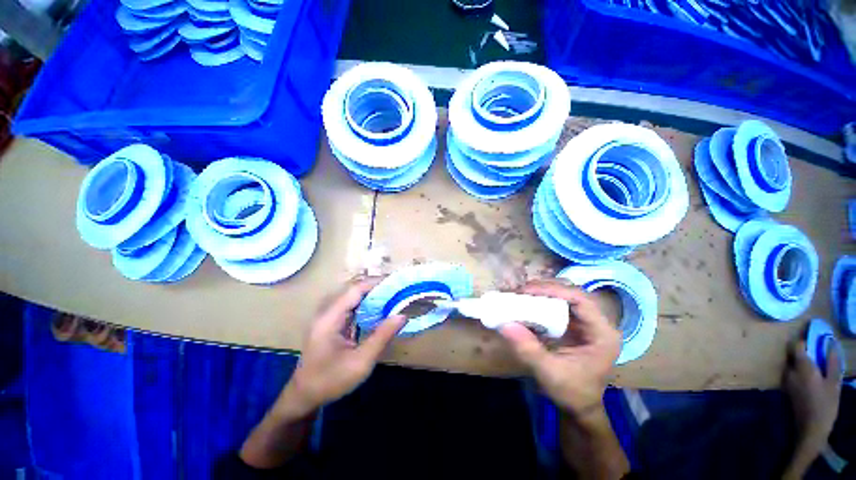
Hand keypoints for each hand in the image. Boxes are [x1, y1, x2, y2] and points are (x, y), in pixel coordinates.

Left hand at [279, 277, 406, 416]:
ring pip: (351, 298)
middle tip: (395, 291)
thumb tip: (402, 316)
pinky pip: (349, 308)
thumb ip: (382, 336)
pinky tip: (376, 310)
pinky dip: (364, 306)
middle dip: (374, 288)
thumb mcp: (361, 361)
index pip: (354, 290)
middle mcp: (326, 313)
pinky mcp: (329, 324)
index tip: (394, 283)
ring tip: (390, 297)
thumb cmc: (331, 381)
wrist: (304, 397)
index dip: (374, 284)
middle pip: (352, 291)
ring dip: (370, 296)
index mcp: (330, 319)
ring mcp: (326, 318)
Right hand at [499, 280, 620, 417]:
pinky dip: (540, 300)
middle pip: (572, 293)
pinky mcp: (573, 324)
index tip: (528, 291)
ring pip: (564, 296)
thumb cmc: (571, 392)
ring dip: (542, 292)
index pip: (580, 300)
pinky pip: (557, 304)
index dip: (554, 290)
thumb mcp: (550, 373)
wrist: (578, 407)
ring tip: (521, 293)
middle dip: (545, 288)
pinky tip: (526, 302)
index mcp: (602, 334)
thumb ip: (529, 349)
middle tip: (520, 291)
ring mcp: (585, 322)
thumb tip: (504, 324)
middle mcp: (597, 323)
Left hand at [784, 339, 841, 453]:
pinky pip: (792, 372)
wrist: (809, 429)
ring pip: (792, 363)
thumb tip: (830, 343)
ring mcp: (786, 380)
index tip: (811, 330)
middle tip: (816, 346)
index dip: (803, 337)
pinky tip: (810, 373)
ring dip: (801, 359)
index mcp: (801, 368)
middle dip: (802, 348)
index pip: (796, 346)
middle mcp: (790, 371)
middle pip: (792, 353)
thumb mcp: (834, 383)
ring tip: (815, 359)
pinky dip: (799, 368)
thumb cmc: (824, 405)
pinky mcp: (786, 388)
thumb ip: (832, 362)